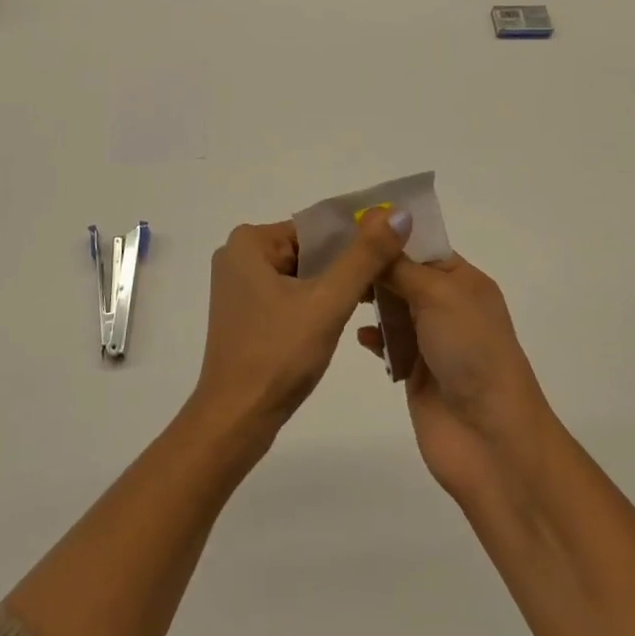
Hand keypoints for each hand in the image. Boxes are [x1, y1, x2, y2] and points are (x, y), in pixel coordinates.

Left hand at [191, 209, 411, 441]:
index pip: (316, 228)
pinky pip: (289, 294)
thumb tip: (399, 213)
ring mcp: (239, 286)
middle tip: (389, 278)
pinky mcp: (245, 314)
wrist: (235, 422)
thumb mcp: (328, 301)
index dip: (356, 240)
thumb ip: (365, 256)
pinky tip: (341, 319)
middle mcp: (238, 255)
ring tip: (374, 298)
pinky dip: (315, 302)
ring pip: (301, 273)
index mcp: (249, 242)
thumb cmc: (278, 355)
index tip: (391, 253)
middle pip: (308, 249)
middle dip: (345, 264)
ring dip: (333, 286)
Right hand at [355, 234, 550, 504]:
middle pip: (403, 273)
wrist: (492, 440)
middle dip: (373, 264)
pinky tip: (358, 335)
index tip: (346, 221)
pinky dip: (372, 336)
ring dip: (370, 298)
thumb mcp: (437, 294)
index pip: (421, 244)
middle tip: (328, 253)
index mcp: (463, 280)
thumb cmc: (471, 351)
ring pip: (392, 307)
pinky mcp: (415, 371)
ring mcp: (431, 339)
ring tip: (336, 287)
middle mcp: (448, 304)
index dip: (389, 232)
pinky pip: (387, 343)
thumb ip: (400, 264)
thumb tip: (376, 222)